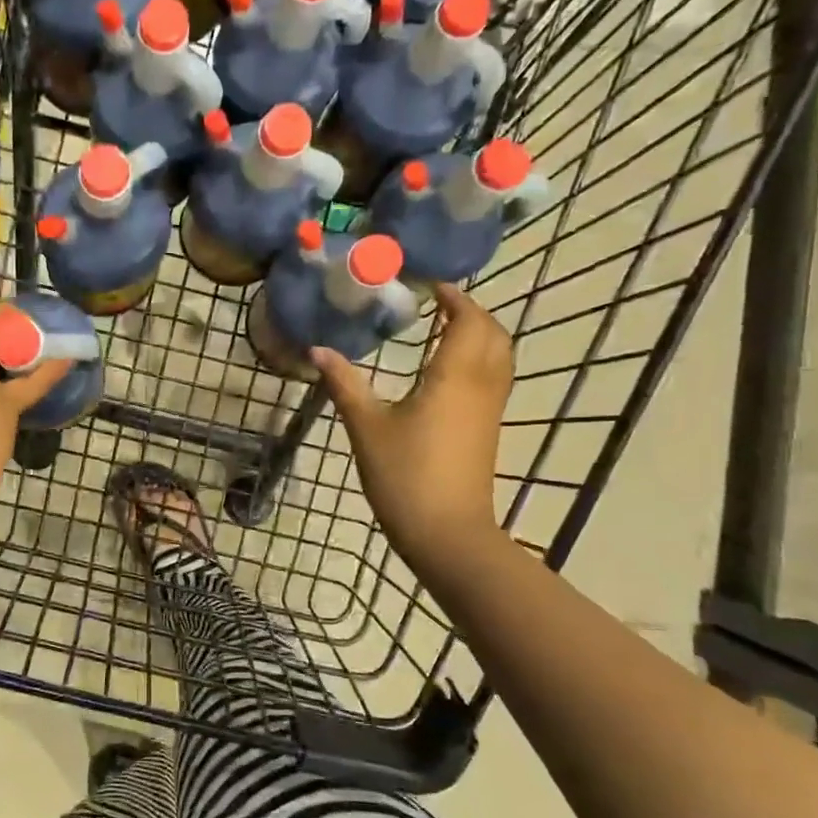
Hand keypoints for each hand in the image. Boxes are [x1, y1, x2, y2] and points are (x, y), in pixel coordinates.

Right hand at [312, 285, 511, 571]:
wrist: (447, 533)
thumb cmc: (405, 475)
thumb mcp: (366, 427)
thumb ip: (345, 384)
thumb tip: (318, 350)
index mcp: (455, 376)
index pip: (468, 319)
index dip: (454, 297)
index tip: (430, 284)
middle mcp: (481, 385)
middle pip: (493, 333)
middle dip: (471, 311)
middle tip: (438, 304)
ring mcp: (489, 410)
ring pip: (499, 357)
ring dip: (479, 335)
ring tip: (444, 330)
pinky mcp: (487, 430)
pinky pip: (493, 379)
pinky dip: (478, 360)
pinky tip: (446, 372)